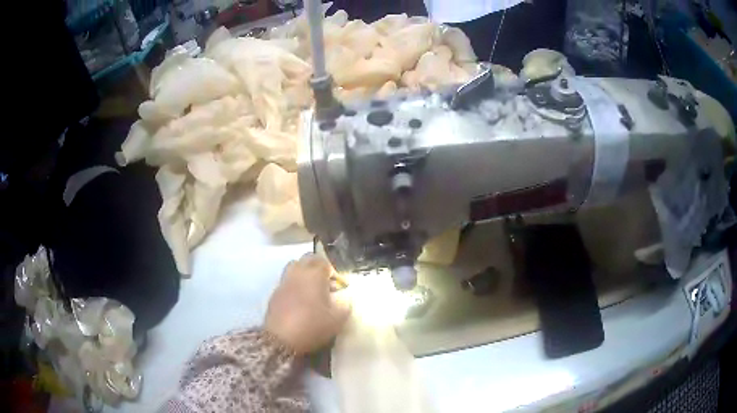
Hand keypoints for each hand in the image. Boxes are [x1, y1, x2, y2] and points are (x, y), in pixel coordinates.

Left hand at [265, 254, 350, 354]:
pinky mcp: (274, 293)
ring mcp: (283, 282)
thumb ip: (345, 304)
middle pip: (307, 259)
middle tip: (325, 284)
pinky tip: (299, 301)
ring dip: (303, 274)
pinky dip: (294, 285)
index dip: (333, 271)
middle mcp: (297, 273)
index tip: (338, 285)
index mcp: (314, 274)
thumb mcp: (338, 318)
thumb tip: (344, 297)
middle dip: (317, 267)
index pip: (323, 261)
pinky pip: (286, 282)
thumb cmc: (313, 325)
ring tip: (311, 290)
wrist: (282, 339)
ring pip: (294, 267)